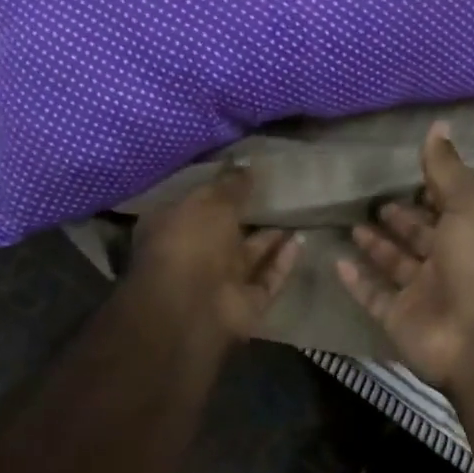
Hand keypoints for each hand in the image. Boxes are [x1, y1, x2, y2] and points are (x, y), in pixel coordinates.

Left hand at [130, 165, 300, 343]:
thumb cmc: (190, 243)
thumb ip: (231, 184)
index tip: (245, 175)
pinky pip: (268, 278)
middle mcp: (193, 255)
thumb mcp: (210, 202)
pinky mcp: (245, 303)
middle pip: (225, 232)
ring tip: (297, 211)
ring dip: (271, 237)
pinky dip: (283, 261)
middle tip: (279, 191)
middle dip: (248, 215)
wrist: (192, 308)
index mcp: (172, 228)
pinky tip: (302, 239)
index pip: (196, 204)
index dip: (219, 189)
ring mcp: (219, 282)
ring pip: (250, 256)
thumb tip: (245, 164)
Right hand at [335, 123, 473, 396]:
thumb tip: (438, 125)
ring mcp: (423, 294)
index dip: (429, 192)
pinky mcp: (400, 319)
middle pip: (420, 237)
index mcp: (471, 234)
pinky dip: (357, 282)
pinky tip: (338, 262)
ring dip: (377, 247)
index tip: (406, 173)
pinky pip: (374, 296)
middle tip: (375, 201)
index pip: (447, 208)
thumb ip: (447, 170)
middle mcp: (448, 263)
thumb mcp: (468, 206)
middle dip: (401, 219)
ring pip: (395, 265)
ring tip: (353, 223)